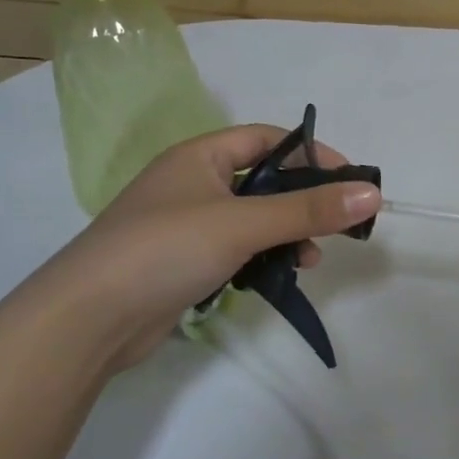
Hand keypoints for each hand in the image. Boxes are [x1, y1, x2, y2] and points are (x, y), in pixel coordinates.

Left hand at [40, 125, 381, 371]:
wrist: (86, 319)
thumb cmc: (164, 250)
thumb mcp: (242, 224)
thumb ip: (307, 210)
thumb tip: (373, 194)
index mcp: (199, 157)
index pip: (266, 139)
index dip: (309, 154)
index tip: (348, 179)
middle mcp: (193, 183)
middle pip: (263, 180)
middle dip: (302, 200)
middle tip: (338, 223)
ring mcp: (187, 224)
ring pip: (253, 218)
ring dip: (287, 233)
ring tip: (310, 258)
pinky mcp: (184, 262)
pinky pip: (238, 248)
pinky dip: (263, 257)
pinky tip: (279, 276)